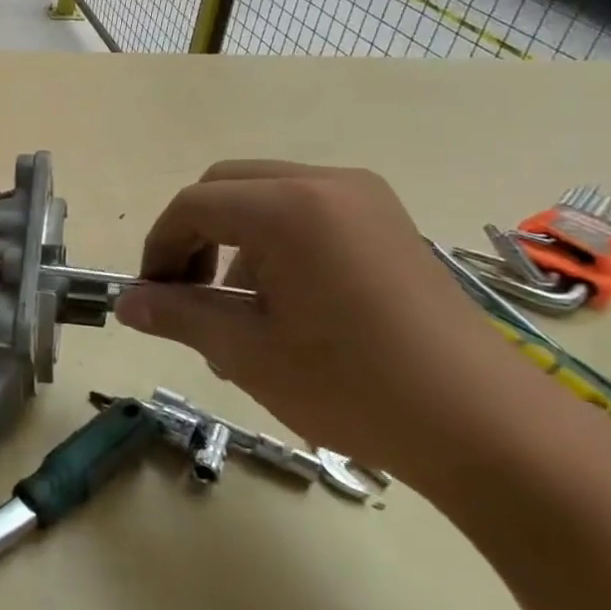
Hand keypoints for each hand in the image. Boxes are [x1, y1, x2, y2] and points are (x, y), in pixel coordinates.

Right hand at [113, 162, 534, 485]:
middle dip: (192, 235)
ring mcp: (364, 199)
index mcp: (288, 207)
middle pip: (226, 187)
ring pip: (264, 196)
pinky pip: (305, 211)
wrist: (485, 426)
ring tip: (235, 310)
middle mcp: (325, 183)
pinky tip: (283, 303)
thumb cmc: (352, 385)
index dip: (159, 248)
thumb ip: (177, 315)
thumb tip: (125, 304)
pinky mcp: (386, 222)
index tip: (150, 297)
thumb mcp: (247, 351)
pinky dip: (272, 242)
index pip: (193, 206)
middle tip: (185, 294)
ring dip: (232, 240)